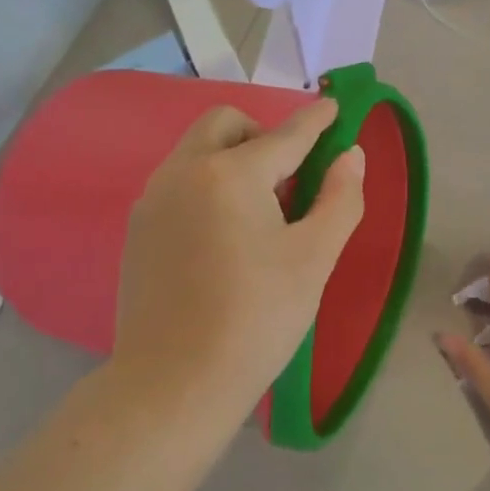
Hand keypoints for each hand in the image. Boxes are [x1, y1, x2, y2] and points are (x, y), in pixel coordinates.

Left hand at [114, 99, 364, 425]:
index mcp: (230, 174)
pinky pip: (179, 182)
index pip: (285, 135)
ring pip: (197, 151)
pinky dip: (208, 184)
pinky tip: (224, 234)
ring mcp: (153, 198)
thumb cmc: (256, 318)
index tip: (334, 107)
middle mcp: (184, 171)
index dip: (316, 120)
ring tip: (261, 210)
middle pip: (226, 124)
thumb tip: (350, 155)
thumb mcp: (314, 259)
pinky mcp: (138, 228)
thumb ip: (340, 198)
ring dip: (233, 158)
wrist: (174, 382)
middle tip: (291, 177)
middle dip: (263, 134)